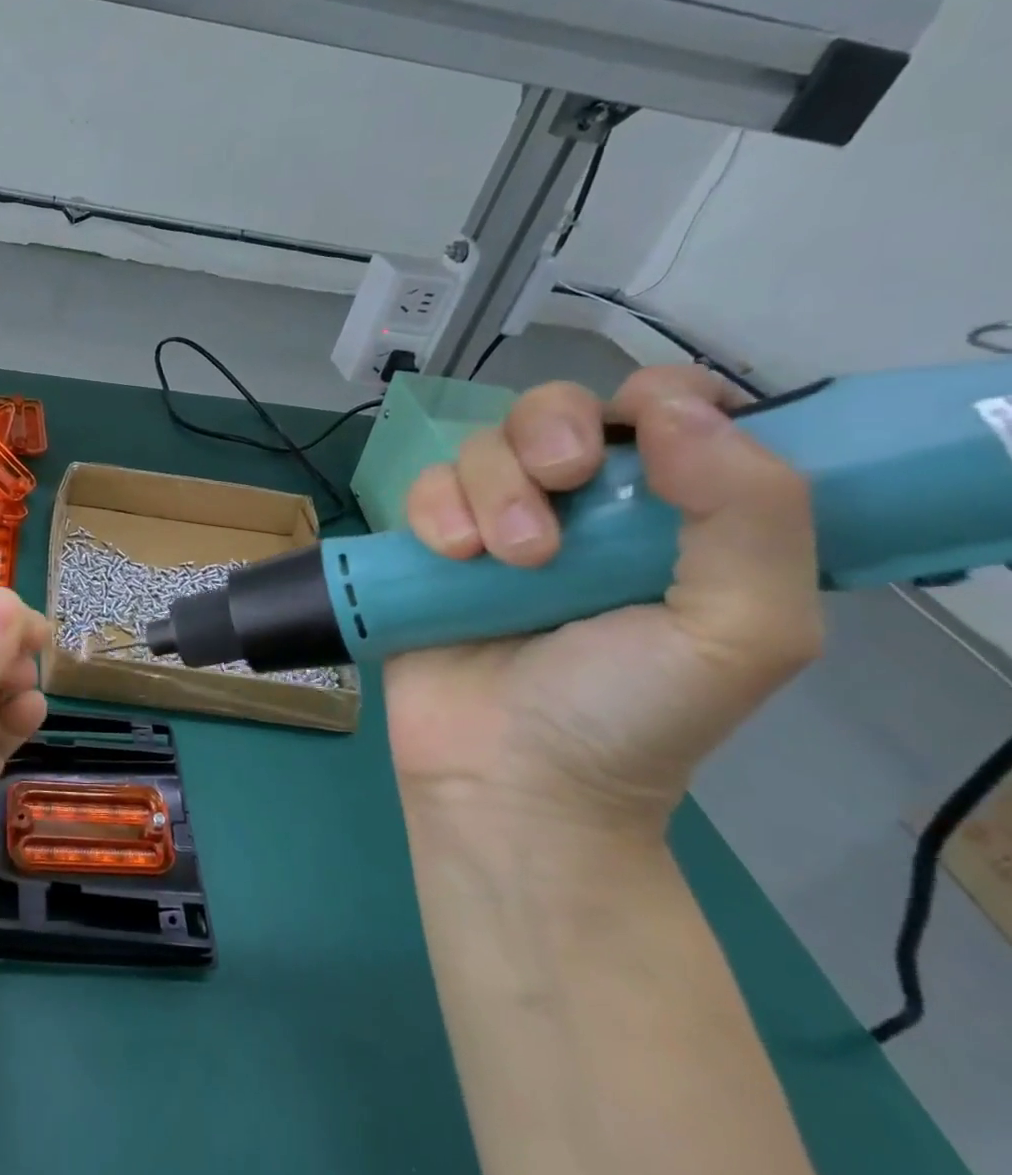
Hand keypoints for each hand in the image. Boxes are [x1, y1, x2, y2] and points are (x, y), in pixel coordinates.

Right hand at [384, 366, 823, 831]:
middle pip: (552, 409)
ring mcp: (495, 525)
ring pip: (480, 445)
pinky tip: (449, 556)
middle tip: (560, 489)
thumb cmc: (630, 715)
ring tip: (504, 561)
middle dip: (550, 434)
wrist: (508, 778)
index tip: (638, 431)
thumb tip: (677, 409)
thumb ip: (752, 515)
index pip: (666, 409)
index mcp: (669, 516)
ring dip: (492, 489)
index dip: (652, 397)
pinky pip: (422, 486)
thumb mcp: (742, 632)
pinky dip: (432, 509)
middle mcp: (580, 509)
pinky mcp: (429, 546)